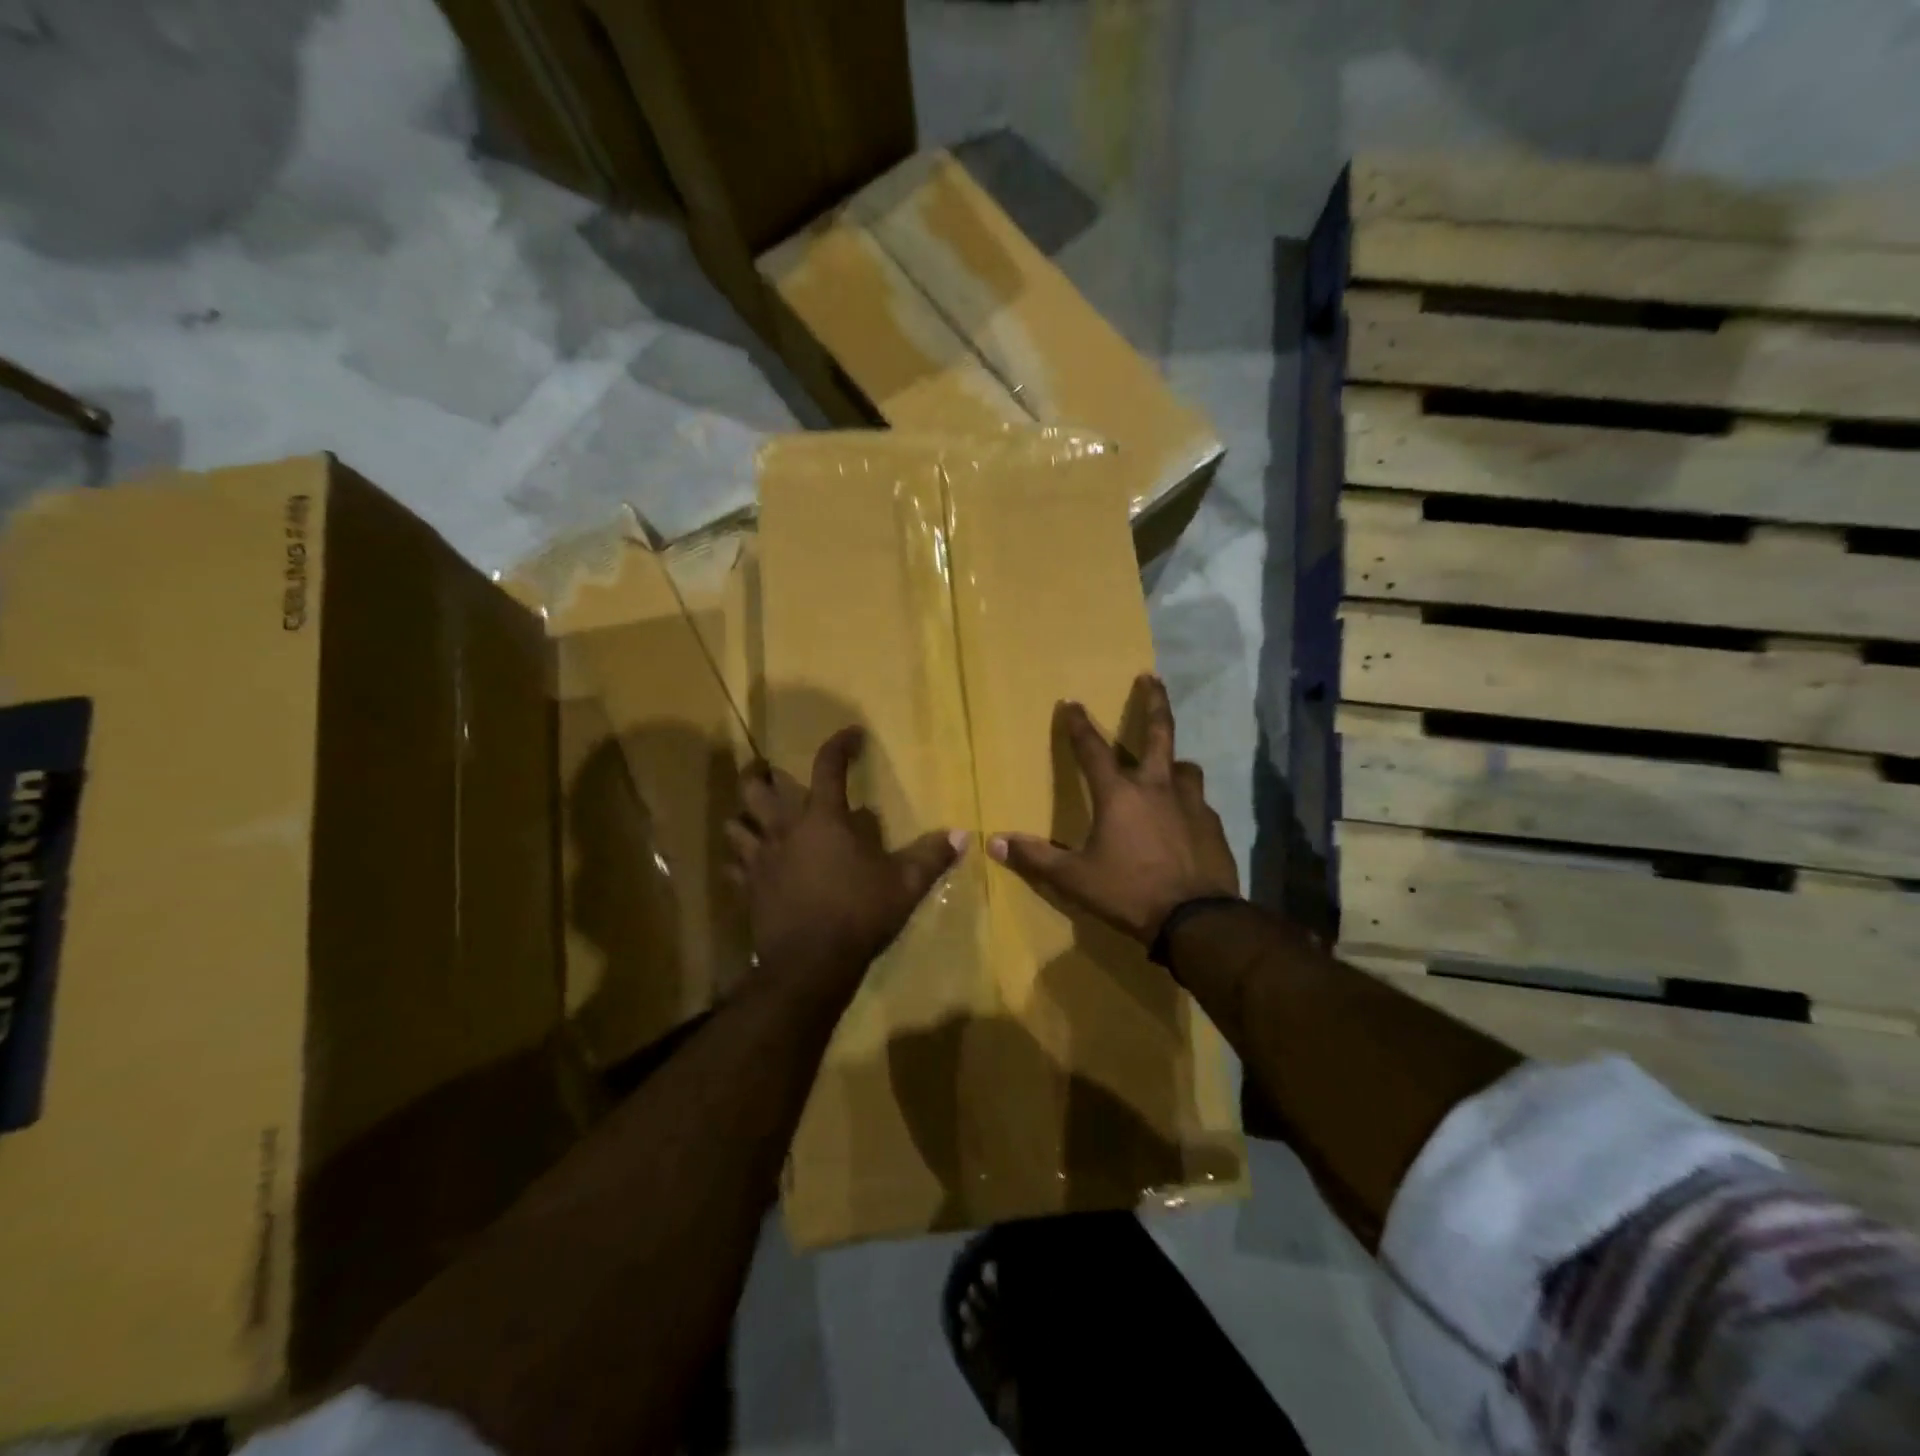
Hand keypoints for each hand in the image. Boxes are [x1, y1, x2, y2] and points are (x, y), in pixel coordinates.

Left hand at [726, 726, 965, 995]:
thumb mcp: (905, 884)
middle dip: (760, 773)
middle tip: (767, 768)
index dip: (840, 744)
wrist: (810, 963)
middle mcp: (786, 829)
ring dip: (743, 815)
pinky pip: (735, 865)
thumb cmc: (860, 913)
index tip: (852, 735)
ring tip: (752, 815)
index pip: (829, 766)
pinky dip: (738, 860)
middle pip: (758, 788)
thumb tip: (961, 835)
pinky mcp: (749, 888)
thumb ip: (931, 856)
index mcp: (824, 818)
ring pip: (736, 824)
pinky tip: (747, 864)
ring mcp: (761, 859)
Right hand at [988, 675, 1238, 942]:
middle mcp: (1157, 787)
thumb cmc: (1129, 892)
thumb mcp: (1074, 879)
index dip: (1077, 724)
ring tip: (1170, 767)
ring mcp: (1191, 804)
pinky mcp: (1212, 825)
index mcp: (1119, 794)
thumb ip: (1036, 858)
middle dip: (1152, 702)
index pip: (1092, 749)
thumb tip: (994, 842)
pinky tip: (1185, 820)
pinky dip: (1188, 803)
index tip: (1070, 702)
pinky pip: (1199, 803)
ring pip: (1185, 767)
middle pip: (1159, 732)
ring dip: (1174, 762)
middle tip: (1151, 677)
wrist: (1197, 919)